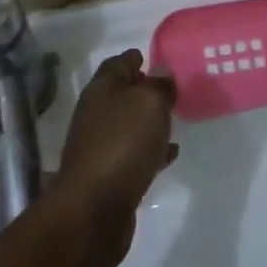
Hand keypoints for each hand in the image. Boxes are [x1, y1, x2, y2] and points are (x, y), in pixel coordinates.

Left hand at [50, 50, 177, 266]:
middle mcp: (96, 115)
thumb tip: (161, 73)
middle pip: (120, 95)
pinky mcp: (108, 176)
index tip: (150, 55)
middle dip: (142, 90)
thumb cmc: (122, 144)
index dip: (133, 58)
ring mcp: (100, 147)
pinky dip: (150, 150)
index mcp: (102, 90)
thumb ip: (159, 86)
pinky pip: (133, 154)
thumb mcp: (149, 103)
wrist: (93, 210)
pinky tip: (169, 154)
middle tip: (169, 89)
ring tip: (173, 119)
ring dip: (147, 122)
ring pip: (128, 125)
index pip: (117, 64)